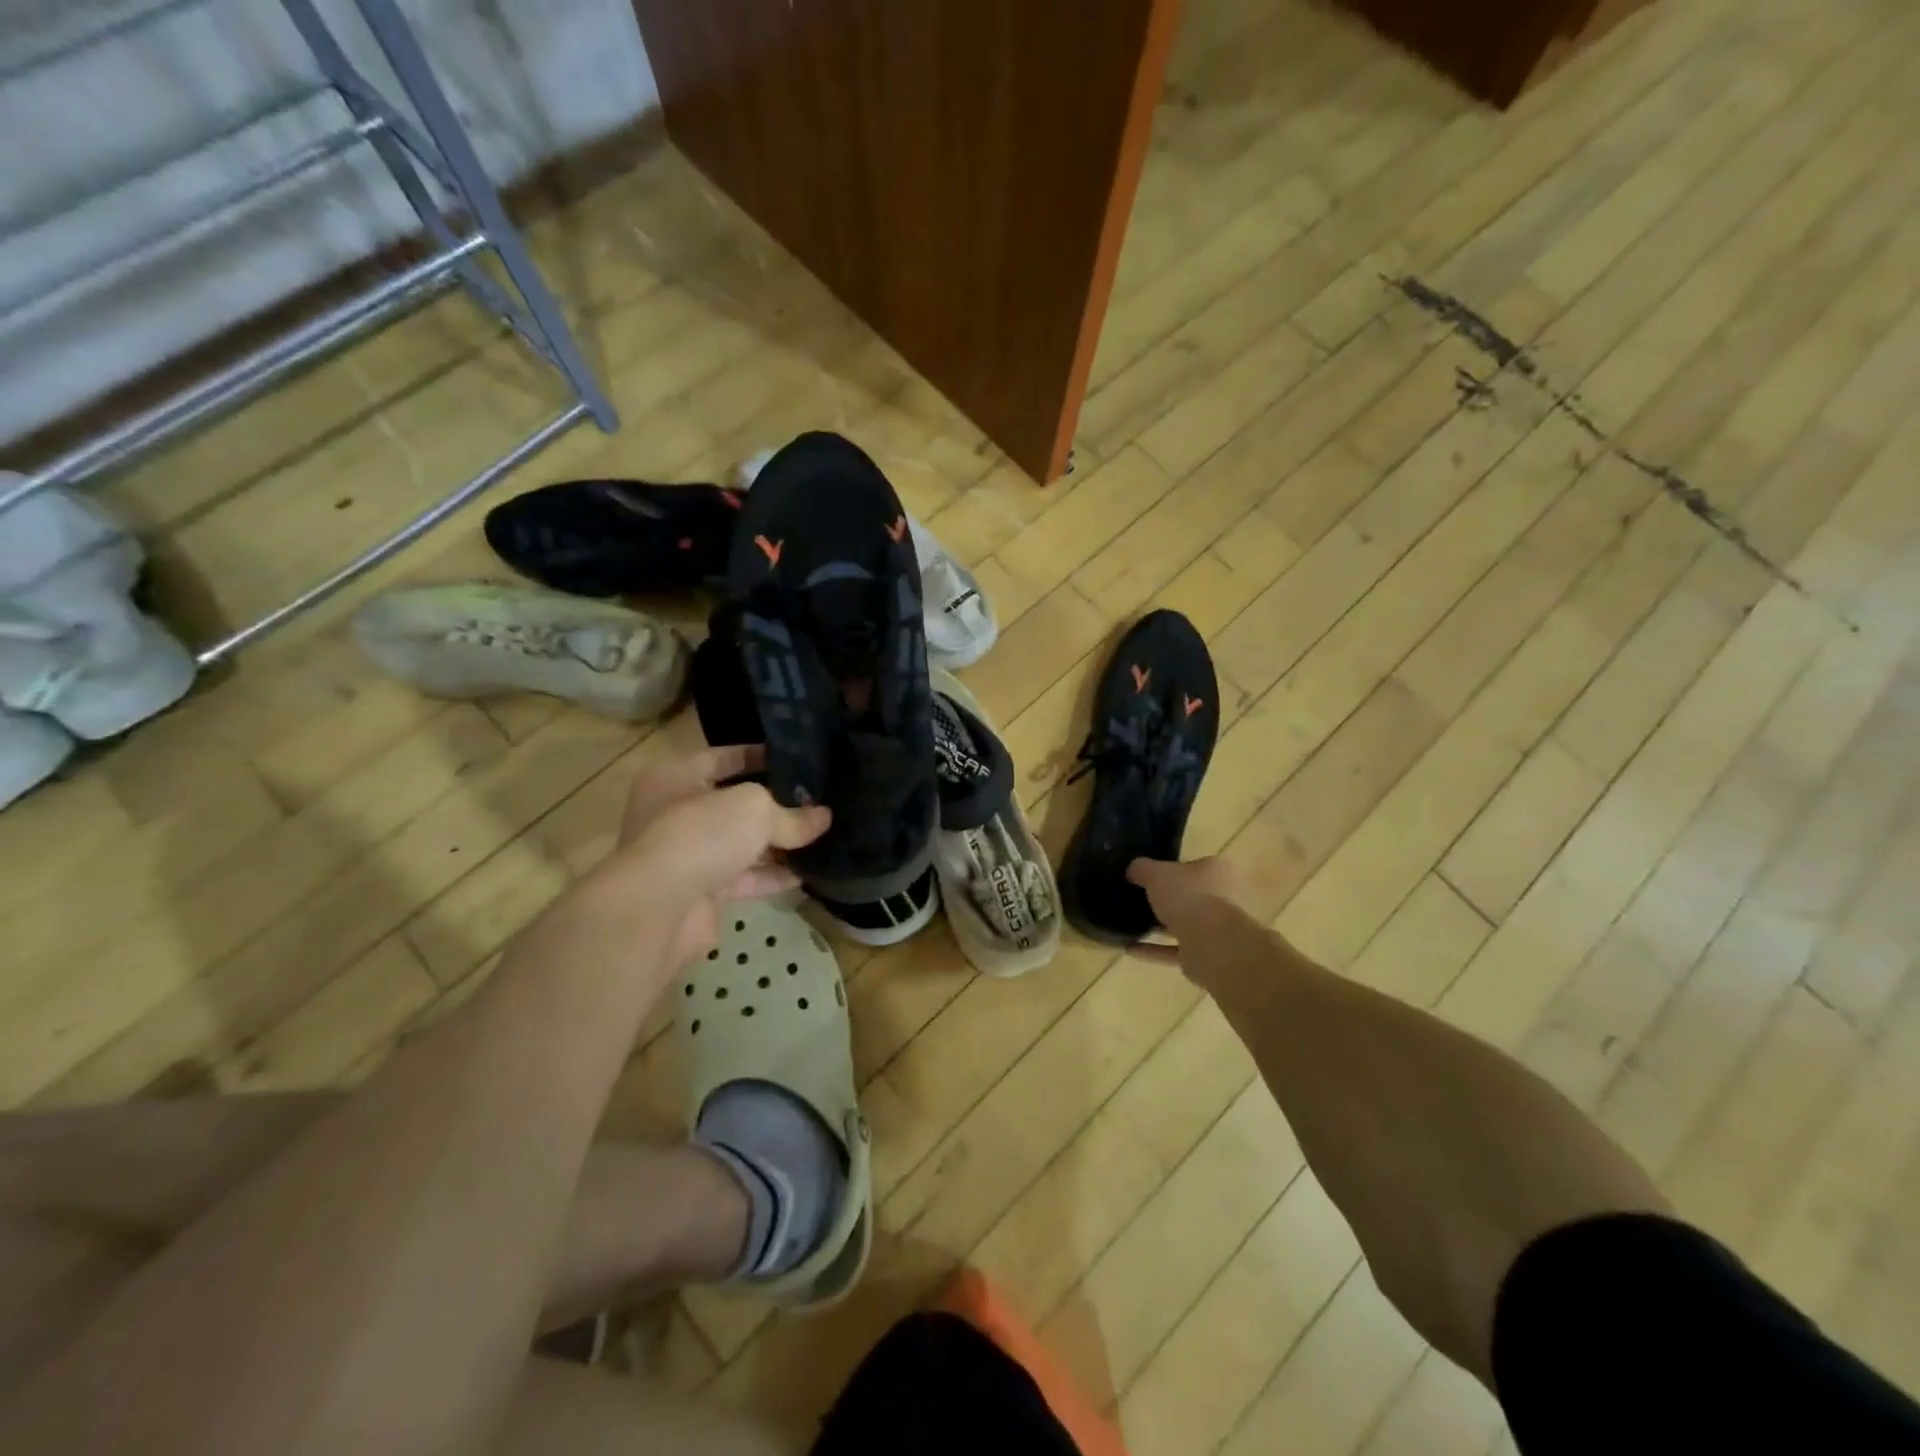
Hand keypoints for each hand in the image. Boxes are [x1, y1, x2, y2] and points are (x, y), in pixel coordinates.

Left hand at [586, 745, 829, 971]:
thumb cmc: (700, 835)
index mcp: (676, 777)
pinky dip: (773, 876)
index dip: (759, 755)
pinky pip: (745, 879)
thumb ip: (790, 814)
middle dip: (774, 804)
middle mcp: (677, 813)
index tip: (797, 759)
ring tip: (822, 835)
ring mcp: (688, 856)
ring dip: (778, 844)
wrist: (658, 910)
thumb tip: (824, 818)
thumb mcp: (754, 809)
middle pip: (734, 804)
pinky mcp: (701, 892)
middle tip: (817, 799)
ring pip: (741, 844)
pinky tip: (808, 873)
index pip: (723, 757)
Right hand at [1125, 856, 1246, 966]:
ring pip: (1185, 925)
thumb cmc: (1190, 897)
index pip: (1193, 866)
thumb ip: (1142, 869)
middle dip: (1167, 900)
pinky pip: (1176, 950)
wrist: (1213, 945)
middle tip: (1138, 900)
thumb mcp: (1156, 873)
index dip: (1170, 869)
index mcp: (1218, 871)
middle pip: (1191, 896)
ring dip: (1160, 927)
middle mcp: (1224, 898)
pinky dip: (1154, 950)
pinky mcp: (1207, 956)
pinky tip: (1130, 948)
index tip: (1148, 876)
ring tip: (1131, 926)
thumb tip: (1133, 870)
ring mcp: (1218, 930)